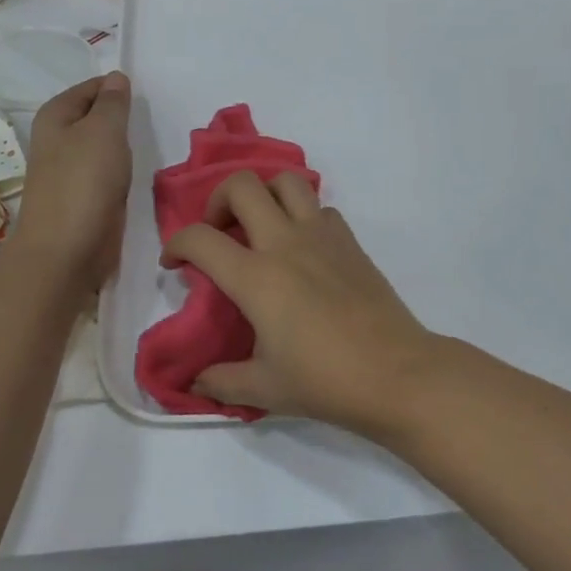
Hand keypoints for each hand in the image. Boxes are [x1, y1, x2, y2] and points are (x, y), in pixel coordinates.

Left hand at [11, 73, 131, 291]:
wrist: (67, 249)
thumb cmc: (84, 181)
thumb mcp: (104, 130)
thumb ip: (113, 102)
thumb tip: (116, 78)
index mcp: (55, 116)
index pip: (91, 87)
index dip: (117, 88)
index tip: (146, 98)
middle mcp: (57, 139)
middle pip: (96, 116)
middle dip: (121, 118)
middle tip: (150, 122)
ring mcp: (69, 170)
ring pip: (103, 147)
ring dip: (123, 148)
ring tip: (146, 147)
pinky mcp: (83, 197)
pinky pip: (106, 174)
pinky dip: (121, 173)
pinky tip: (135, 176)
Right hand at [162, 171, 441, 433]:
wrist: (396, 373)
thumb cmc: (325, 381)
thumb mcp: (264, 389)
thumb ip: (220, 382)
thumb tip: (195, 382)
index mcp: (256, 277)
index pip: (200, 238)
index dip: (176, 244)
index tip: (174, 264)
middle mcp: (285, 243)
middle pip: (242, 185)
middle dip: (217, 200)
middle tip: (219, 231)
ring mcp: (322, 236)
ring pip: (287, 181)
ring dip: (264, 194)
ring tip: (259, 226)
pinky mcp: (350, 241)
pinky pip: (320, 207)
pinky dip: (302, 214)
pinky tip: (302, 248)